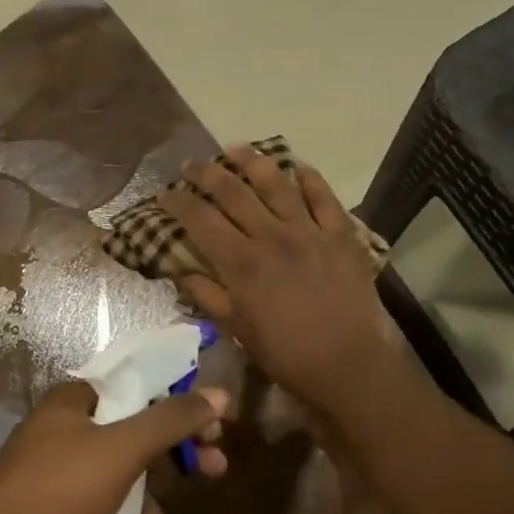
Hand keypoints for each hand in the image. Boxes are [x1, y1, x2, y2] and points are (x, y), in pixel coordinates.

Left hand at [0, 379, 230, 513]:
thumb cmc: (56, 491)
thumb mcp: (121, 450)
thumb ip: (171, 420)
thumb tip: (220, 392)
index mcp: (76, 401)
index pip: (141, 386)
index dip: (182, 402)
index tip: (216, 426)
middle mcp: (66, 430)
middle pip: (138, 432)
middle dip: (176, 458)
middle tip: (215, 470)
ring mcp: (58, 474)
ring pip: (125, 479)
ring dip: (151, 509)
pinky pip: (106, 511)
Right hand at [159, 146, 407, 423]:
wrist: (348, 365)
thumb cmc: (287, 354)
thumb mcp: (238, 331)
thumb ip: (208, 297)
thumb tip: (180, 271)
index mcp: (242, 262)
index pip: (201, 220)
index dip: (179, 202)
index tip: (166, 194)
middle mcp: (272, 236)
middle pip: (233, 192)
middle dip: (207, 173)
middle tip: (192, 165)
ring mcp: (309, 231)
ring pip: (276, 183)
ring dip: (252, 161)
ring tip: (236, 148)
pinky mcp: (341, 234)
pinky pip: (323, 196)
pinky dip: (308, 177)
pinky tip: (297, 167)